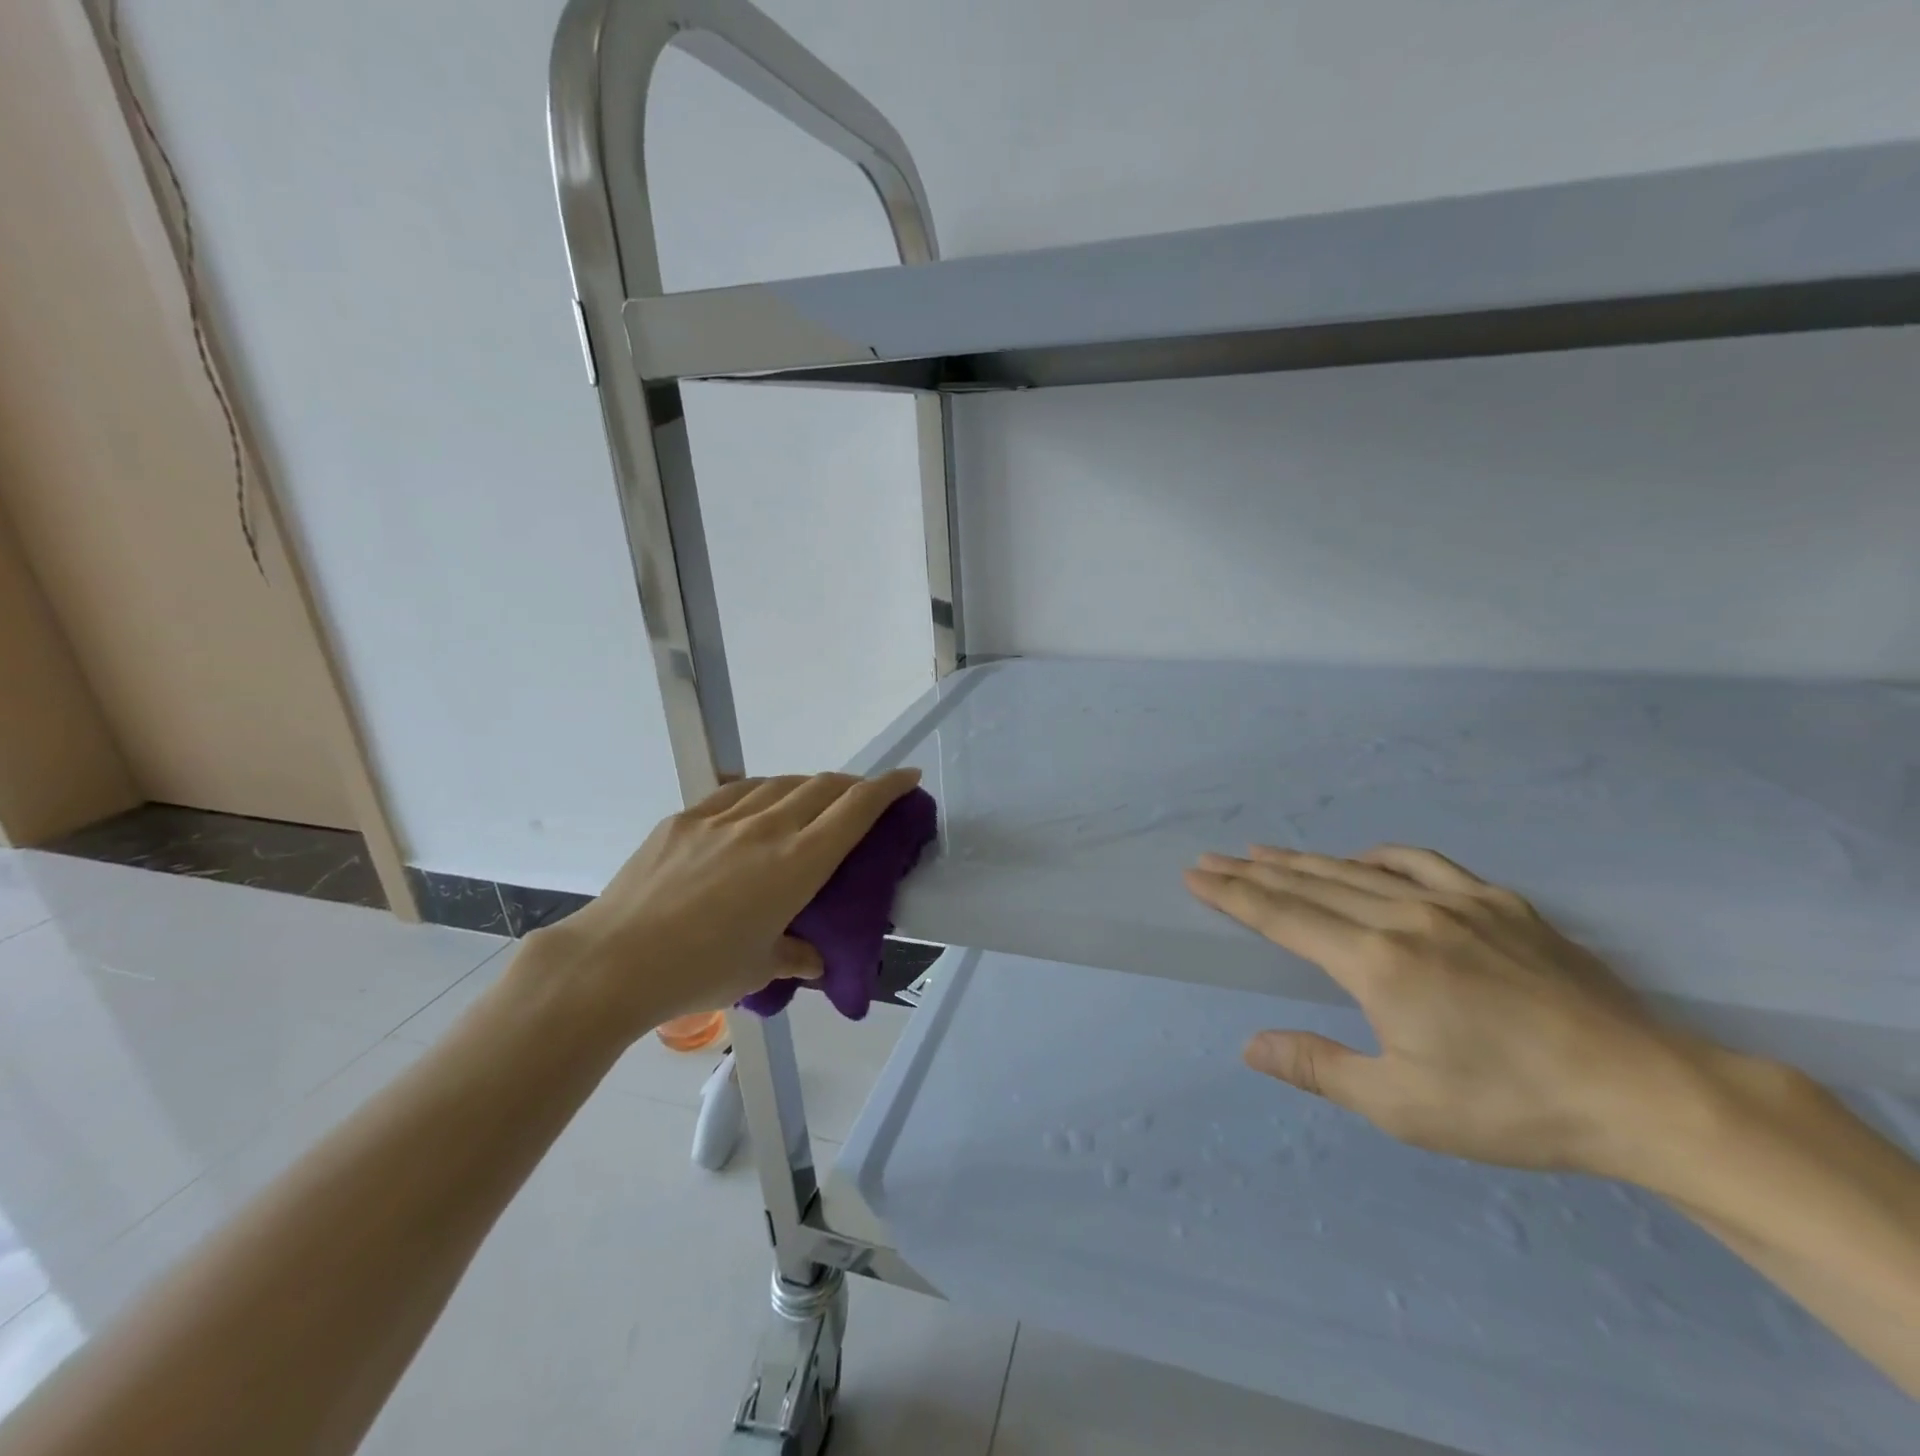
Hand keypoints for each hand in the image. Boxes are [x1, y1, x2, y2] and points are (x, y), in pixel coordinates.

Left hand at [529, 769, 922, 1041]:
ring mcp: (722, 818)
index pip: (855, 809)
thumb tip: (812, 959)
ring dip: (808, 786)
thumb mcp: (758, 968)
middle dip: (853, 784)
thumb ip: (793, 956)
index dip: (888, 787)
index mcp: (796, 863)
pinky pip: (737, 792)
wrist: (612, 962)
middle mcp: (766, 828)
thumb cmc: (698, 971)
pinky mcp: (685, 819)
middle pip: (823, 786)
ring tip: (812, 803)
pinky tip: (758, 806)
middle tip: (864, 797)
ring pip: (780, 783)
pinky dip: (762, 792)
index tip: (908, 777)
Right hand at [1185, 844, 1706, 1177]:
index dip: (1234, 895)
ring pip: (1356, 869)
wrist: (1645, 1093)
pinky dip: (1378, 857)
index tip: (1197, 875)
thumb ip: (1320, 1068)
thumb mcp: (1405, 1108)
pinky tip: (1364, 859)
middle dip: (1252, 872)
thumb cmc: (1513, 1108)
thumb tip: (1250, 1045)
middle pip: (1309, 885)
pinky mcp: (1499, 902)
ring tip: (1263, 851)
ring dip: (1303, 859)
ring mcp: (1455, 902)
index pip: (1283, 917)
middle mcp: (1405, 918)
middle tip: (1212, 858)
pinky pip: (1420, 863)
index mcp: (1376, 963)